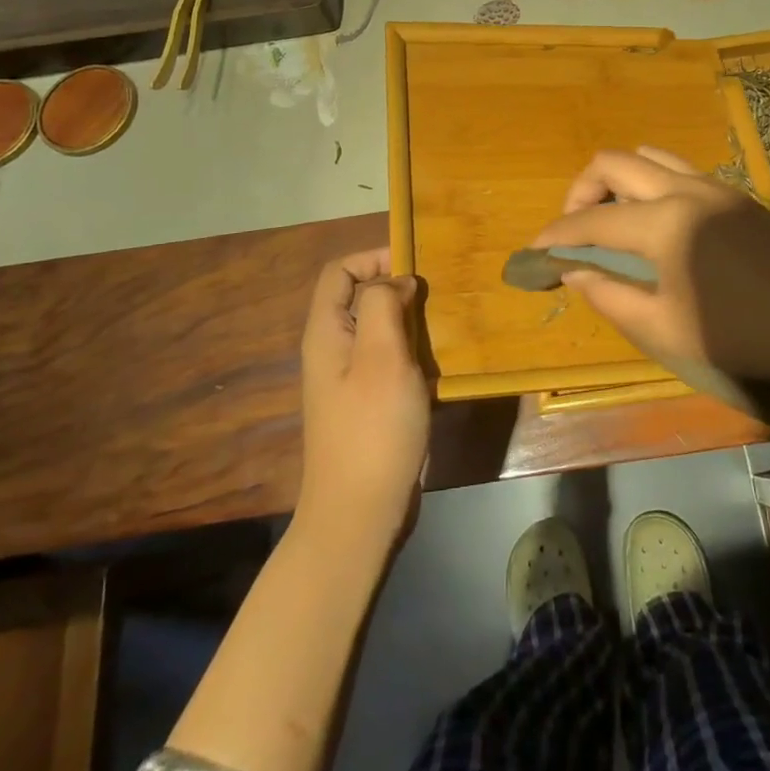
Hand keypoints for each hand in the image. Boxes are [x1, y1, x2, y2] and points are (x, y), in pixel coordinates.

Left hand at [296, 248, 429, 556]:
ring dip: (409, 320)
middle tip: (437, 296)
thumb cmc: (372, 428)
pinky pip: (389, 358)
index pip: (340, 270)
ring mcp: (349, 377)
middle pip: (359, 296)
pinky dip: (412, 350)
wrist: (360, 513)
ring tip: (443, 324)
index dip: (374, 257)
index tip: (415, 267)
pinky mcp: (368, 401)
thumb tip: (397, 281)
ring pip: (378, 327)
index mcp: (326, 331)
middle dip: (397, 287)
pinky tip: (438, 361)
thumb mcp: (381, 356)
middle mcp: (333, 348)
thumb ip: (383, 304)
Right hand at [532, 147, 769, 386]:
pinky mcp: (735, 194)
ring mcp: (713, 186)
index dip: (557, 234)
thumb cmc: (736, 334)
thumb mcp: (662, 328)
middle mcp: (684, 189)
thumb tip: (573, 272)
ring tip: (614, 218)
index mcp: (664, 223)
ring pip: (648, 156)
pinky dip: (652, 185)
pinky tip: (657, 223)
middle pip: (613, 163)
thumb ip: (610, 296)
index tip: (536, 250)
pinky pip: (679, 170)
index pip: (593, 221)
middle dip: (581, 191)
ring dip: (619, 180)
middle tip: (575, 228)